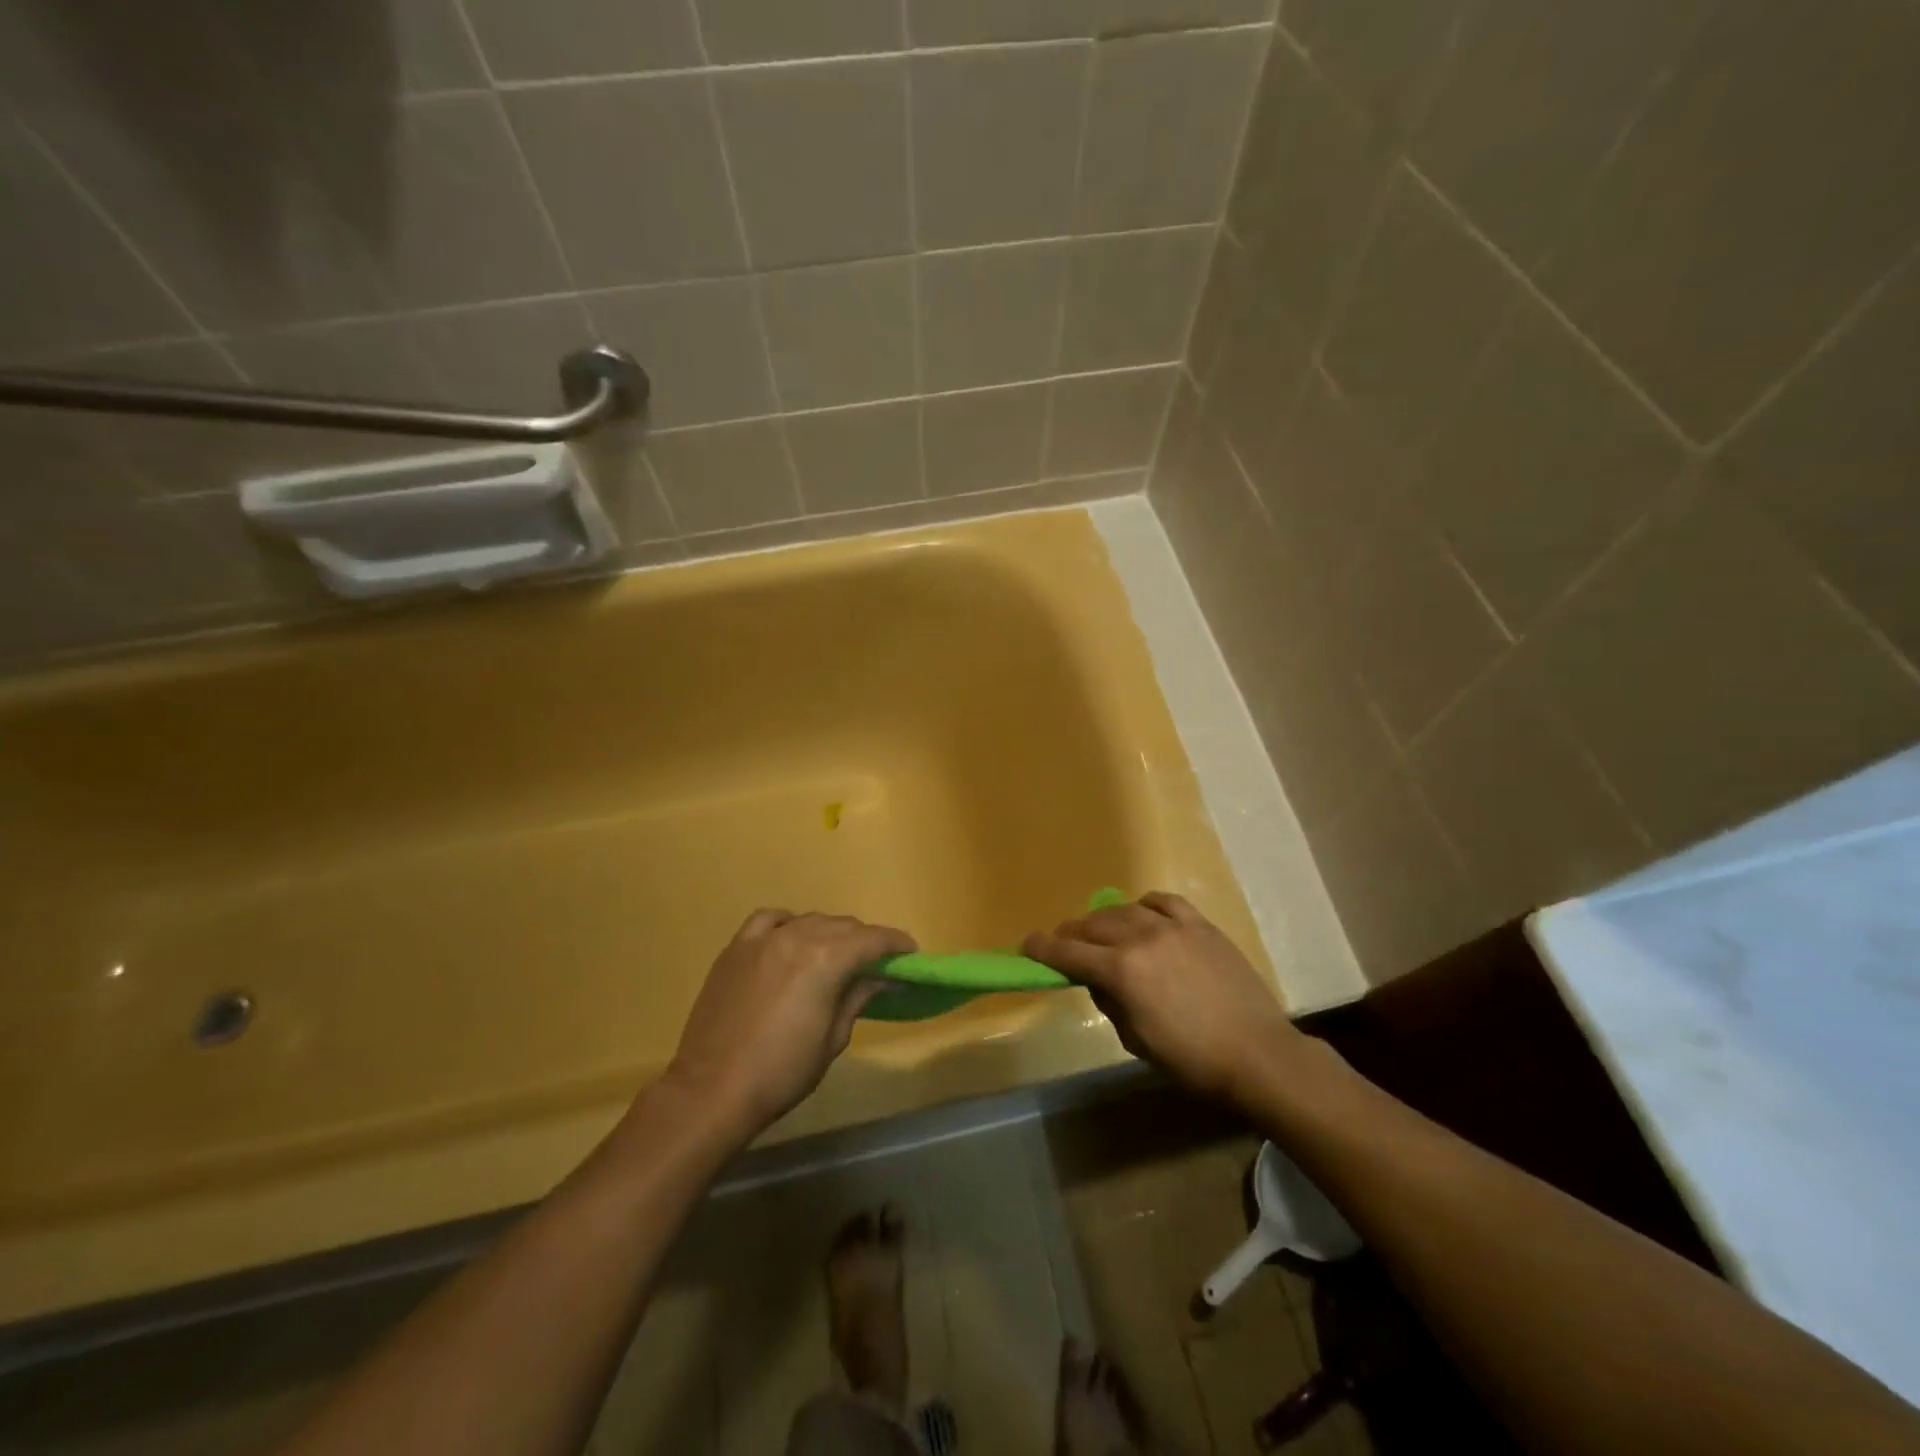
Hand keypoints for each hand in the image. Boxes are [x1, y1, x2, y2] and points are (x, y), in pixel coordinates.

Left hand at [664, 909, 914, 1140]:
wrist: (712, 1090)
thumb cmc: (782, 1072)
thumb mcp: (833, 1038)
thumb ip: (857, 997)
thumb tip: (881, 977)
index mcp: (826, 959)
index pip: (872, 940)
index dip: (895, 944)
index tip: (910, 953)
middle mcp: (797, 936)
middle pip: (842, 926)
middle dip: (865, 940)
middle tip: (876, 963)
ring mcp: (762, 939)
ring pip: (809, 920)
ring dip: (830, 933)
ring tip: (836, 954)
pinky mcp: (736, 948)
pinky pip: (769, 921)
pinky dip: (788, 924)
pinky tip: (791, 939)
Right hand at [1023, 892, 1302, 1105]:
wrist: (1258, 1054)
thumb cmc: (1192, 1061)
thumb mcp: (1136, 1040)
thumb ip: (1109, 1001)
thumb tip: (1097, 978)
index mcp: (1121, 970)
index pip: (1068, 952)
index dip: (1042, 948)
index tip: (1027, 945)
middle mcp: (1142, 938)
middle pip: (1093, 926)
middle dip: (1072, 935)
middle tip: (1064, 945)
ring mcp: (1174, 927)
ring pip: (1125, 910)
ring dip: (1105, 921)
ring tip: (1102, 932)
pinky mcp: (1201, 925)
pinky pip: (1164, 902)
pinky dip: (1145, 906)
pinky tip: (1143, 915)